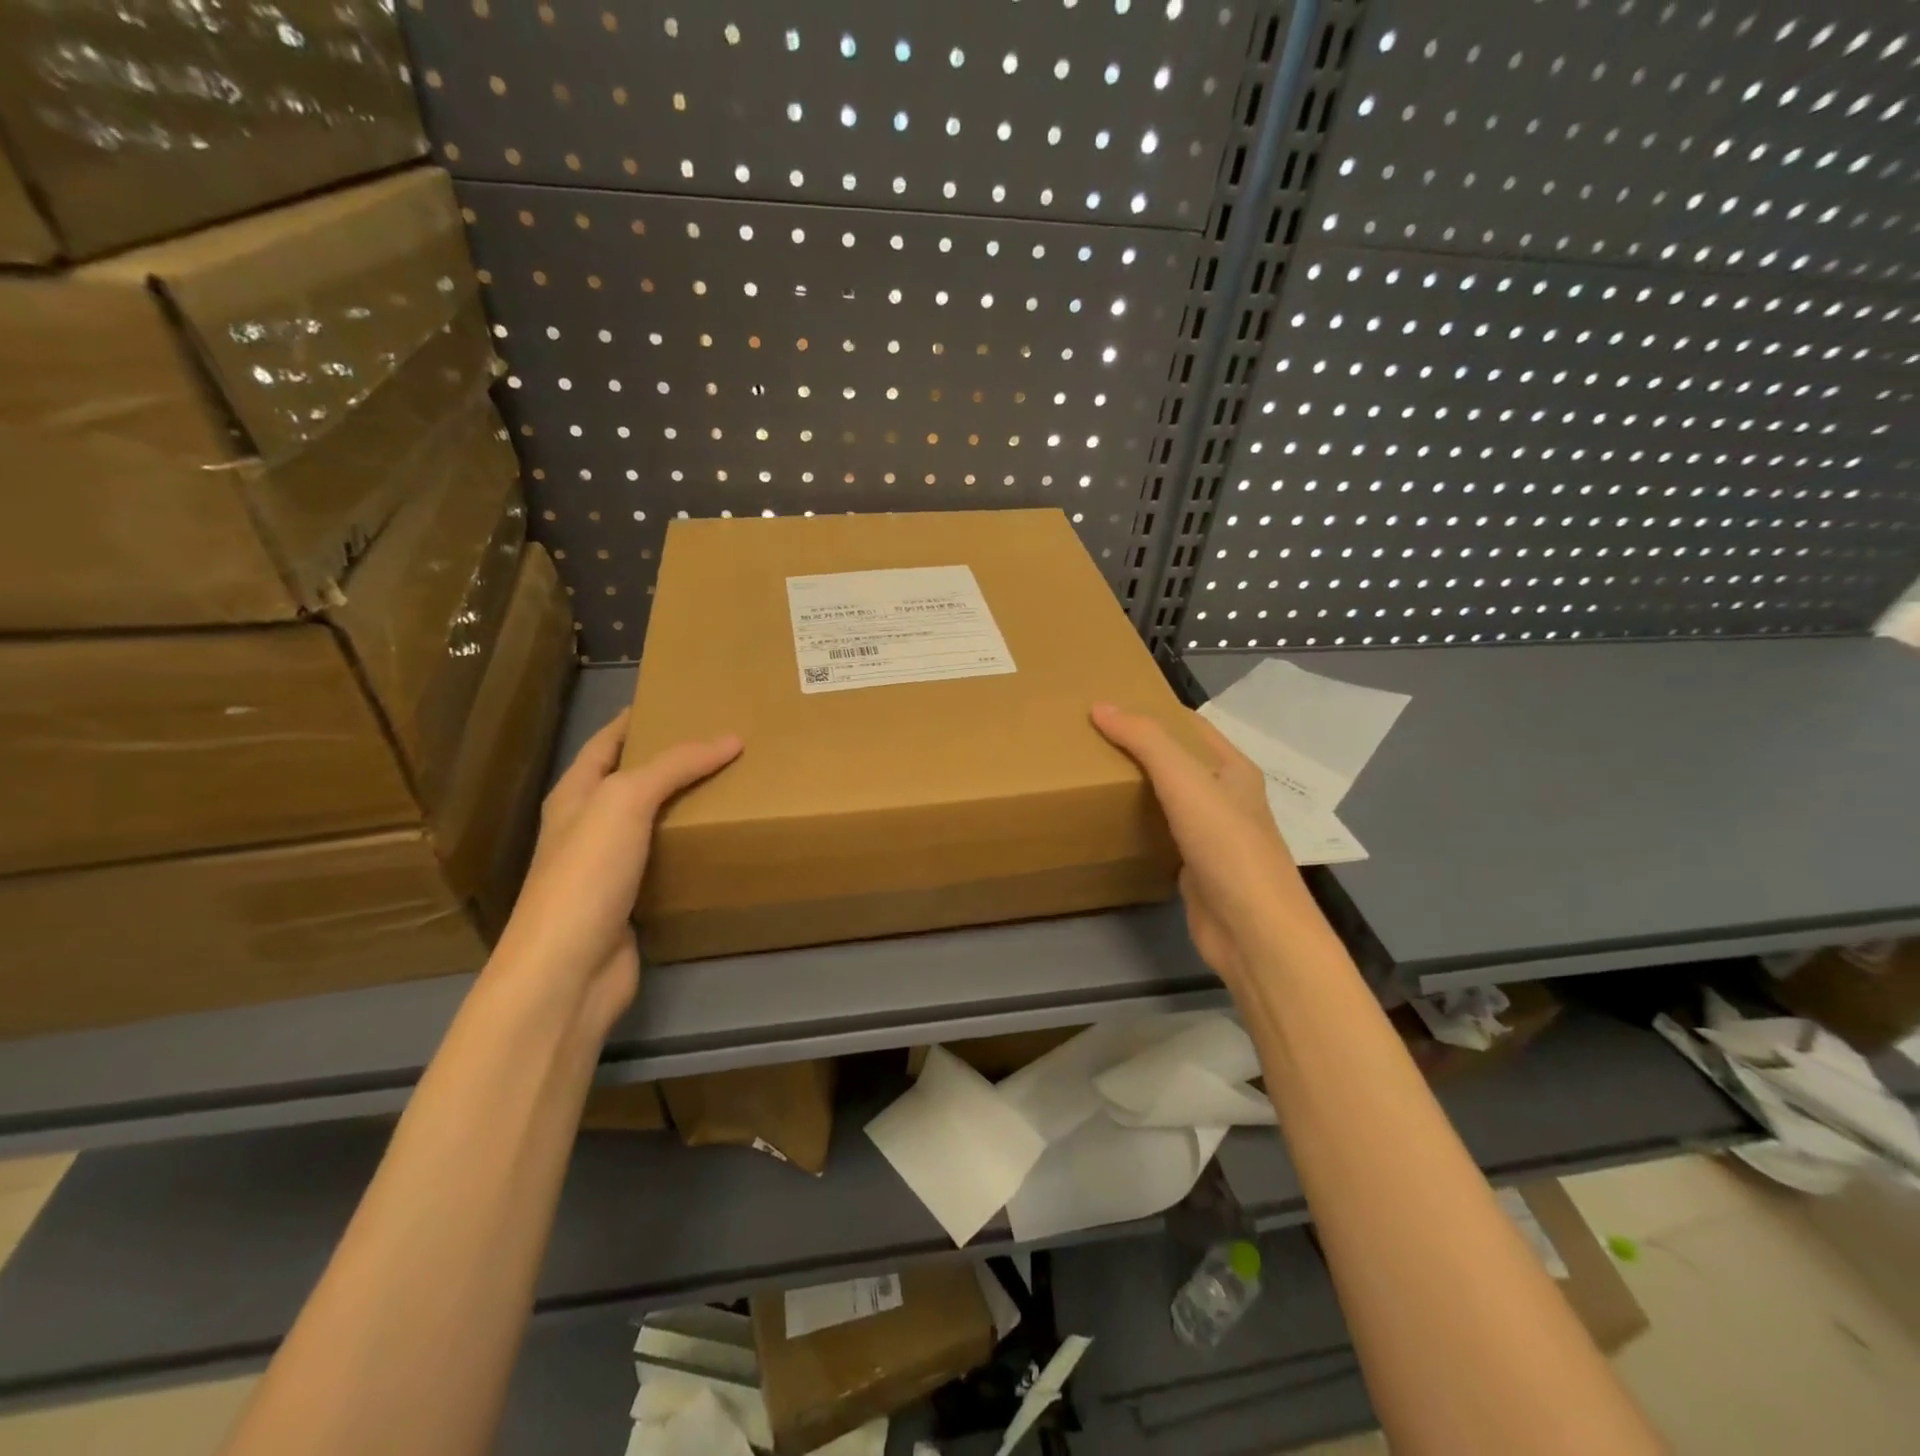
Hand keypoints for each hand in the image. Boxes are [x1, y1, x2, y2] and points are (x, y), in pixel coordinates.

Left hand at [491, 712, 741, 1035]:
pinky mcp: (630, 902)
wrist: (568, 971)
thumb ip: (676, 765)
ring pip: (652, 822)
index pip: (605, 743)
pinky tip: (721, 841)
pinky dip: (690, 847)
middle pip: (631, 780)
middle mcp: (587, 827)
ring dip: (685, 804)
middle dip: (670, 760)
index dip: (634, 720)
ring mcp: (607, 867)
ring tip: (732, 783)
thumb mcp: (626, 801)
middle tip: (722, 741)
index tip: (675, 700)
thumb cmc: (587, 874)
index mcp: (575, 795)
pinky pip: (666, 862)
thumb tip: (731, 738)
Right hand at [1091, 703, 1319, 984]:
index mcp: (1234, 769)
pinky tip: (1111, 822)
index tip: (1109, 707)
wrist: (1253, 930)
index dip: (1154, 711)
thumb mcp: (1185, 781)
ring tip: (1091, 774)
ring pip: (1170, 800)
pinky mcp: (1196, 869)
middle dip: (1140, 749)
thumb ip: (1145, 741)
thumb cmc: (1226, 845)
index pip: (1191, 726)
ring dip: (1139, 787)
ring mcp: (1213, 836)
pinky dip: (1140, 825)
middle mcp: (1227, 798)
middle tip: (1090, 739)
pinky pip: (1163, 836)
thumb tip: (1100, 707)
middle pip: (1179, 762)